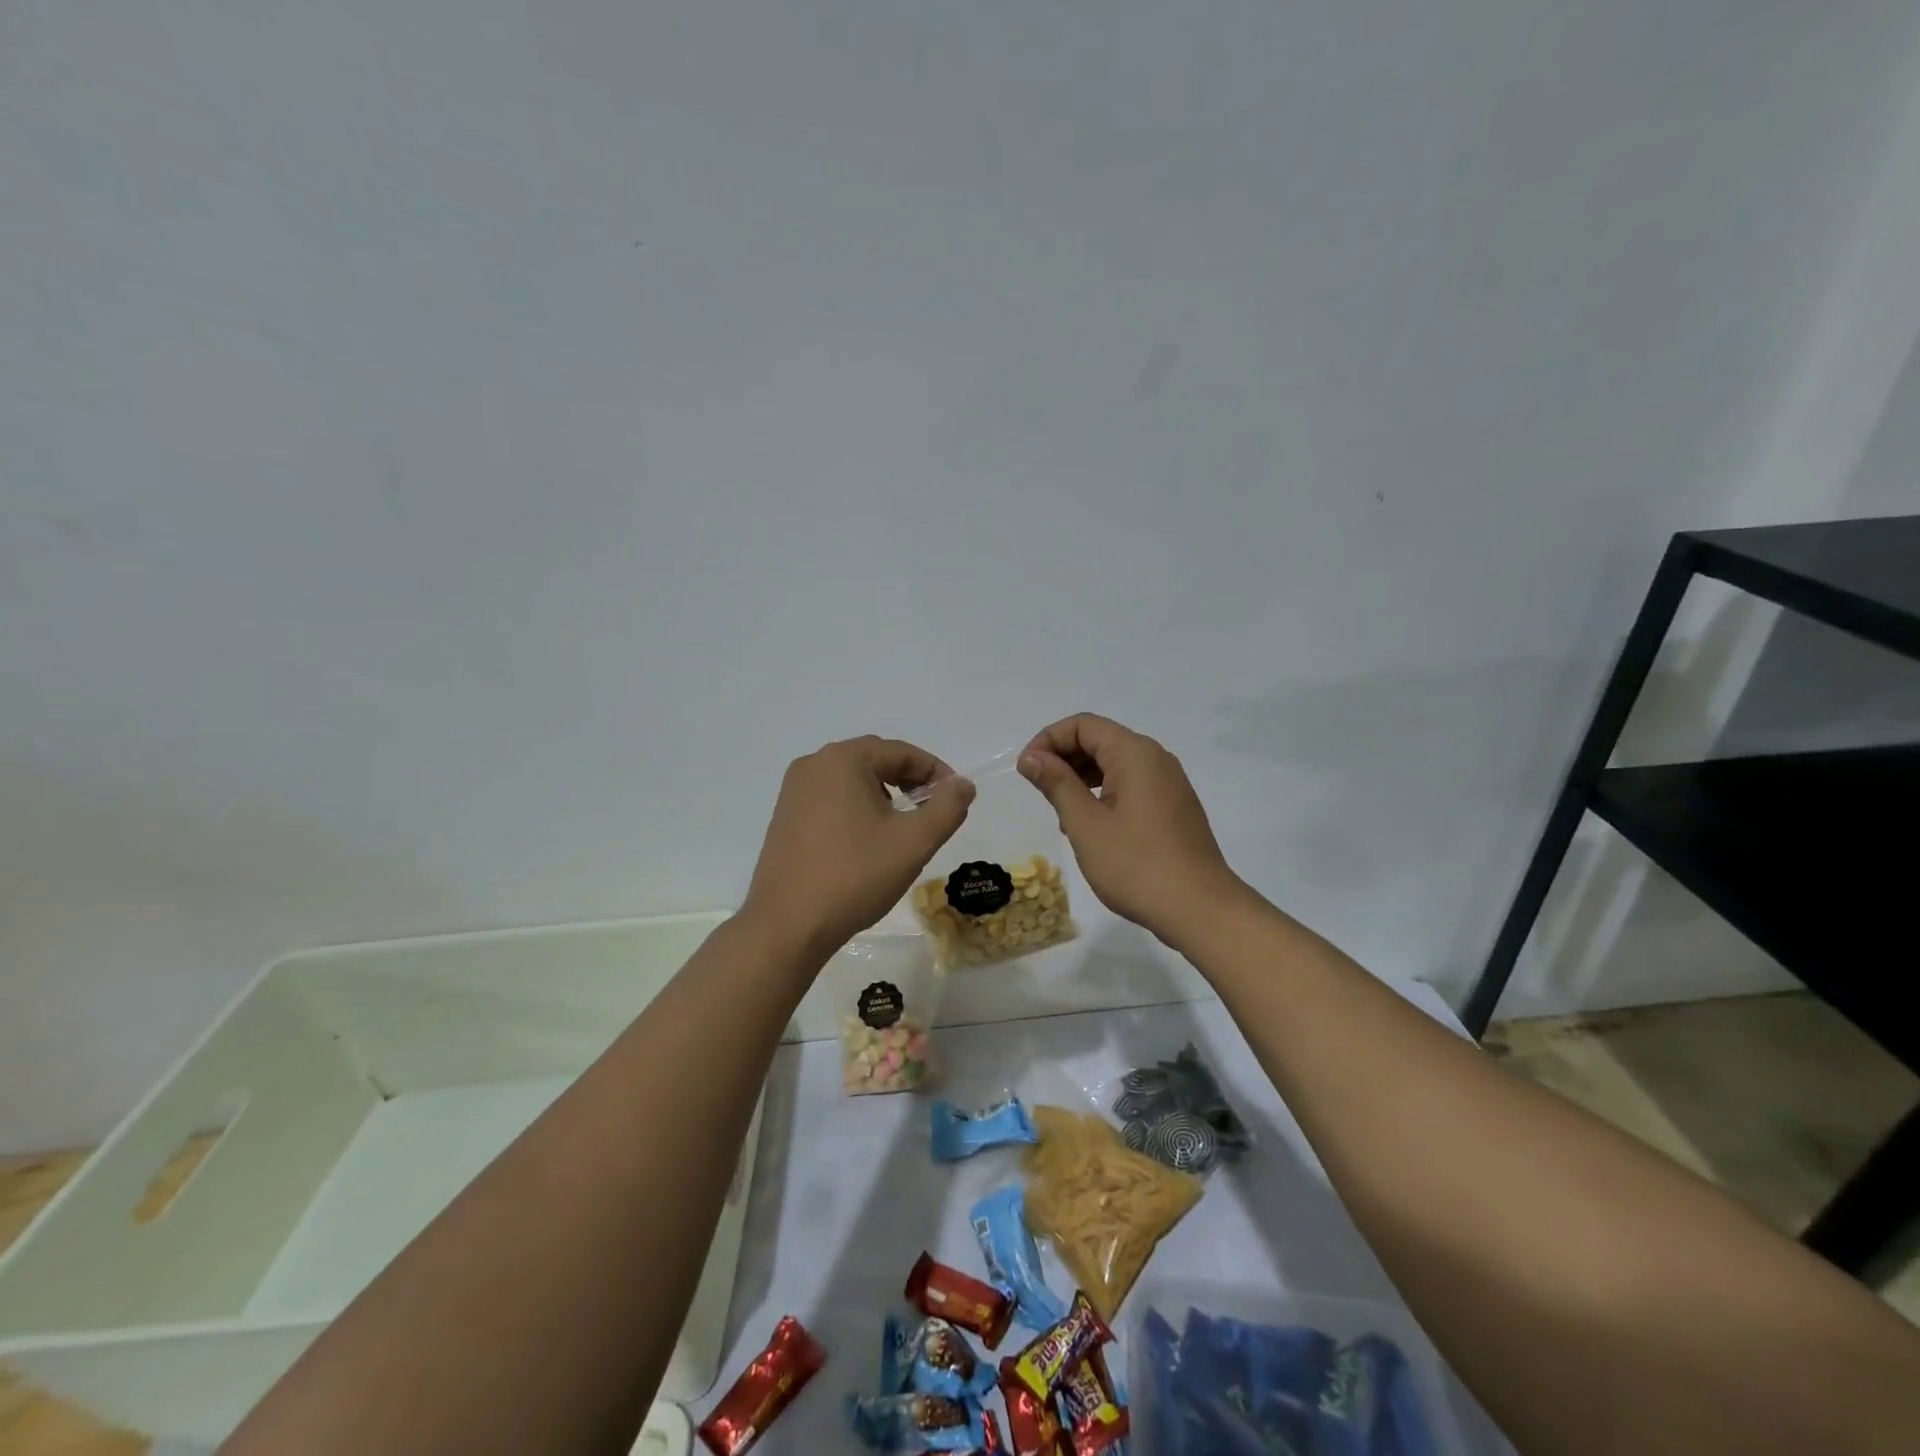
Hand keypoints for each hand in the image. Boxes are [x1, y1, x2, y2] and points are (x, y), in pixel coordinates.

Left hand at [743, 736, 974, 957]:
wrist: (787, 926)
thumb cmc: (854, 876)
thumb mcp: (913, 842)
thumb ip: (947, 807)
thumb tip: (963, 784)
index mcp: (842, 760)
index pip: (901, 752)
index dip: (935, 772)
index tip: (957, 799)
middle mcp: (813, 765)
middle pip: (874, 760)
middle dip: (909, 780)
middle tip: (933, 810)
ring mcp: (794, 791)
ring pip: (852, 780)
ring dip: (884, 794)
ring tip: (903, 827)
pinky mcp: (785, 817)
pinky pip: (831, 799)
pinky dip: (857, 808)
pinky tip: (868, 841)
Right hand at [1018, 714, 1245, 947]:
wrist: (1200, 909)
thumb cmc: (1136, 865)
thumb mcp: (1086, 824)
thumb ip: (1057, 784)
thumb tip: (1032, 757)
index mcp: (1134, 753)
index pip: (1082, 725)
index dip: (1048, 740)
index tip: (1026, 771)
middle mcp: (1155, 758)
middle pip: (1100, 739)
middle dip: (1063, 758)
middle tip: (1039, 792)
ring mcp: (1169, 783)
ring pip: (1115, 763)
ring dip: (1082, 777)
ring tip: (1061, 813)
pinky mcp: (1174, 806)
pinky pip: (1131, 784)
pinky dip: (1104, 793)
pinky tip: (1091, 826)